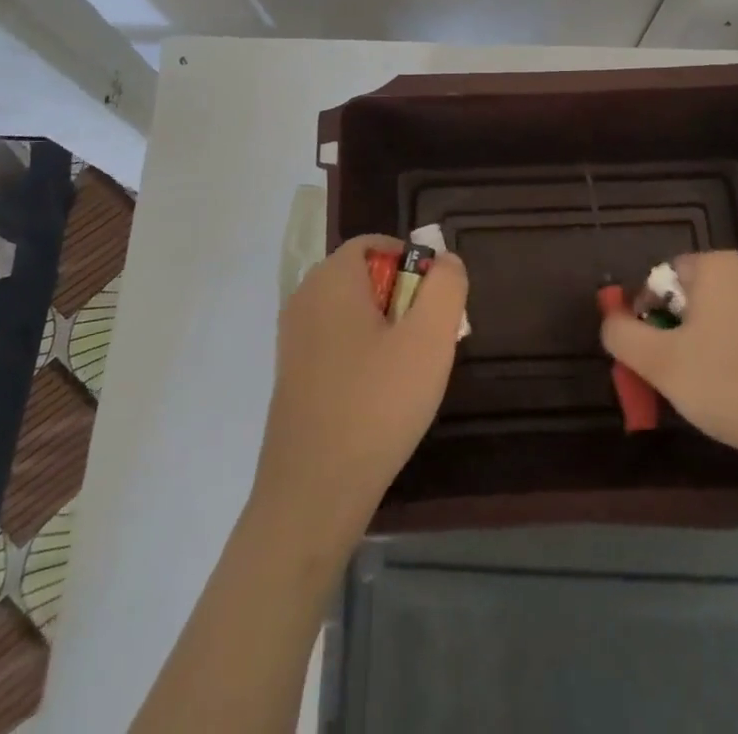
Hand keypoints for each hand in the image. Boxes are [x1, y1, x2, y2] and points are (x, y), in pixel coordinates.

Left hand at [251, 234, 468, 548]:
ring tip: (408, 374)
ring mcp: (293, 339)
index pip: (375, 244)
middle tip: (428, 342)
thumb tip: (445, 260)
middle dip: (403, 300)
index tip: (435, 305)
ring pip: (353, 313)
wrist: (312, 493)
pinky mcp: (292, 375)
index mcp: (331, 278)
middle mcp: (304, 298)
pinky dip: (363, 356)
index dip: (412, 264)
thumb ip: (445, 287)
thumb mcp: (429, 339)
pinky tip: (380, 398)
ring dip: (386, 331)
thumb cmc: (376, 405)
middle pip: (365, 277)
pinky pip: (337, 344)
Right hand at [601, 250, 737, 486]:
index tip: (648, 354)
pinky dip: (731, 357)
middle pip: (689, 296)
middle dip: (673, 331)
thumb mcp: (657, 361)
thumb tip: (611, 321)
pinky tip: (734, 394)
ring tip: (701, 388)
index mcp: (717, 265)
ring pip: (717, 318)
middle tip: (670, 373)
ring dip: (700, 346)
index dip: (645, 314)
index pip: (661, 277)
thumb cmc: (727, 384)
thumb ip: (621, 334)